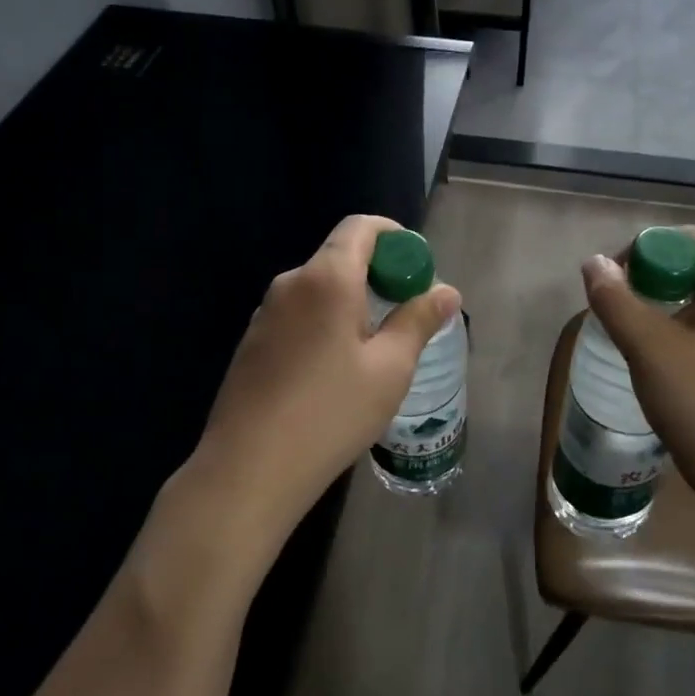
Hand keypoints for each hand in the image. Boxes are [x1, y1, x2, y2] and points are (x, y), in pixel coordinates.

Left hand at [190, 215, 460, 548]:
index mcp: (327, 278)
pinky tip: (334, 370)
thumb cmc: (330, 413)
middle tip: (406, 313)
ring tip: (375, 348)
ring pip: (319, 289)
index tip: (416, 267)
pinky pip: (298, 314)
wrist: (248, 468)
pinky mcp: (253, 342)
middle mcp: (291, 284)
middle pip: (340, 257)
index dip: (394, 236)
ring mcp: (266, 313)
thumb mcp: (390, 368)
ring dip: (351, 302)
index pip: (360, 227)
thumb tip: (446, 291)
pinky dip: (325, 323)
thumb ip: (418, 320)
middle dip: (378, 274)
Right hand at [581, 228, 694, 500]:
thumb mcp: (649, 348)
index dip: (642, 250)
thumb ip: (616, 300)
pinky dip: (673, 331)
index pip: (684, 240)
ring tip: (627, 334)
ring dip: (656, 308)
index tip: (612, 282)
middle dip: (646, 279)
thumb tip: (593, 262)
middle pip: (689, 267)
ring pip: (694, 300)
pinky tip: (652, 360)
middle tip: (614, 308)